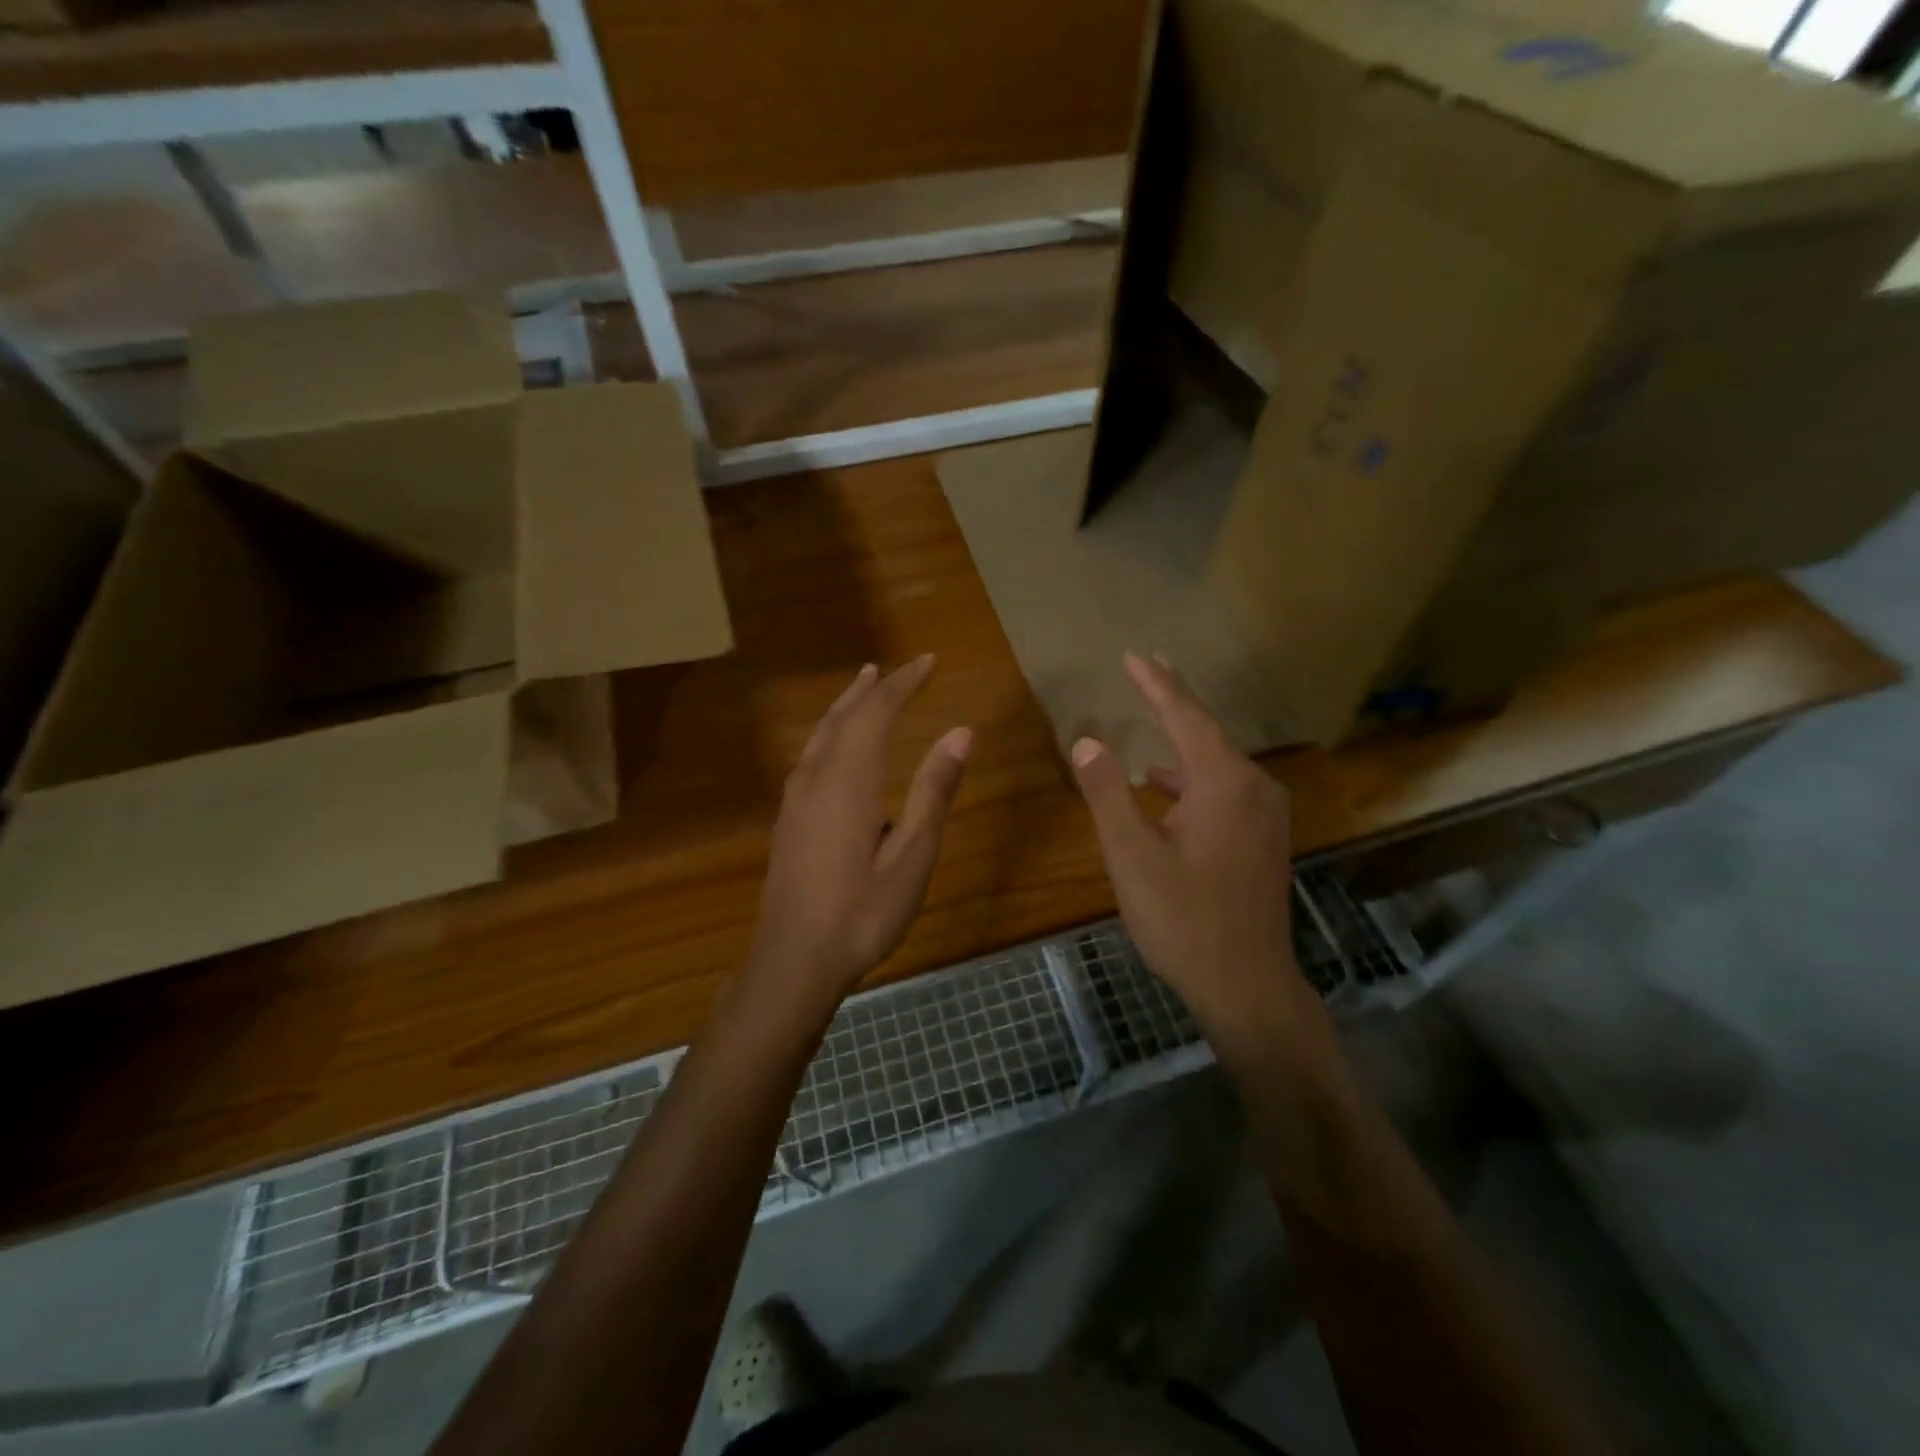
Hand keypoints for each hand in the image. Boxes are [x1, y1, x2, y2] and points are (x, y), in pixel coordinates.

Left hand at [747, 656, 971, 1006]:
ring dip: (847, 704)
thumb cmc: (862, 912)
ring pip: (822, 733)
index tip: (929, 662)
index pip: (877, 713)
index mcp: (849, 780)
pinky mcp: (788, 818)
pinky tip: (836, 744)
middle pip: (845, 716)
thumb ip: (933, 791)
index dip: (904, 684)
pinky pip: (811, 754)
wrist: (793, 961)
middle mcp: (816, 777)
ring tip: (865, 684)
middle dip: (876, 688)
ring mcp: (796, 798)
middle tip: (902, 667)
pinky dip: (831, 731)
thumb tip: (961, 732)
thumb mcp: (912, 856)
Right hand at [1070, 653, 1323, 1053]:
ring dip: (1183, 741)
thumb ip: (1106, 792)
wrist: (1246, 985)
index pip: (1185, 716)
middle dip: (1175, 701)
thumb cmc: (1183, 918)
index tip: (1134, 654)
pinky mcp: (1264, 840)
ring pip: (1217, 763)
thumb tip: (1086, 741)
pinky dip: (1193, 779)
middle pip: (1207, 732)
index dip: (1156, 684)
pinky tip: (1166, 787)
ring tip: (1156, 718)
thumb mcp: (1131, 854)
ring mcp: (1265, 816)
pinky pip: (1225, 790)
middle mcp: (1254, 787)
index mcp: (1224, 782)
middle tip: (1150, 668)